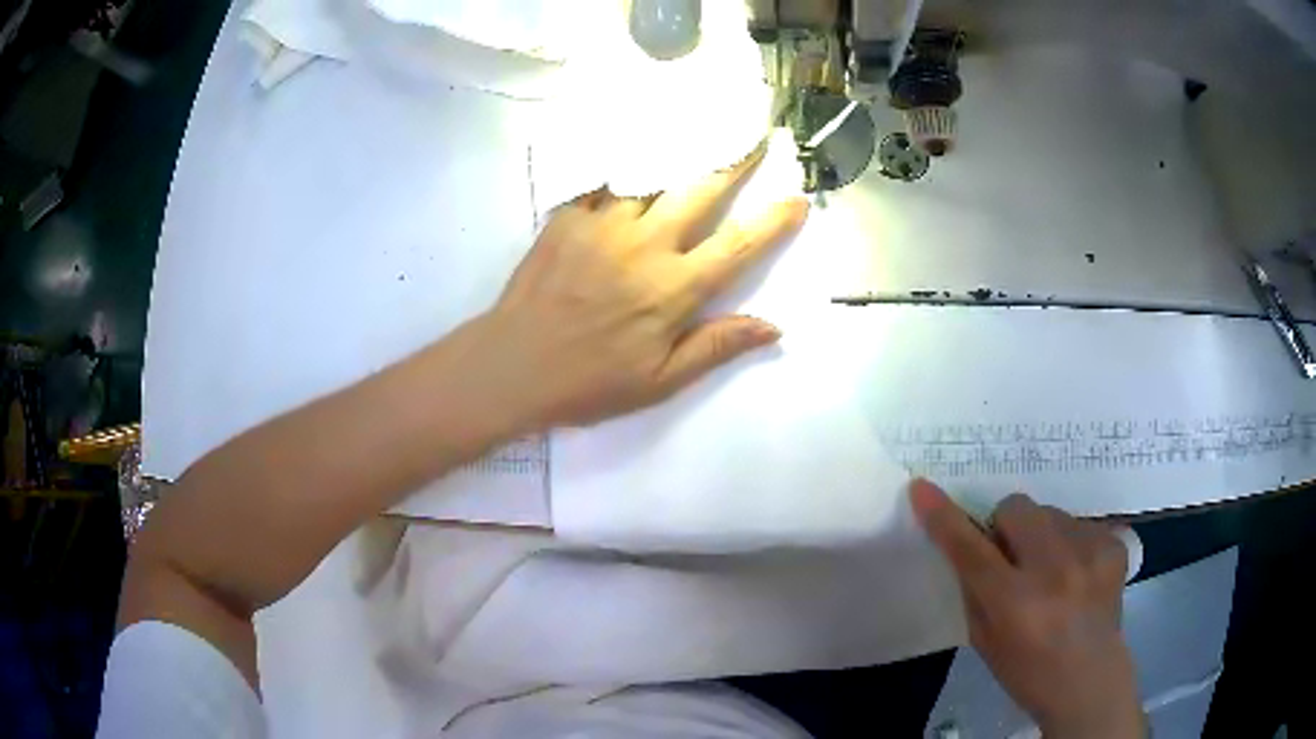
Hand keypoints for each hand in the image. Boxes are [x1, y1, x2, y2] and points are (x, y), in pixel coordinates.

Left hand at [477, 145, 808, 428]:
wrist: (512, 365)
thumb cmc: (589, 381)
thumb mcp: (660, 380)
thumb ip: (717, 346)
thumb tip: (773, 326)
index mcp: (674, 288)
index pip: (738, 246)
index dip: (773, 221)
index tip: (796, 198)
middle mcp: (646, 244)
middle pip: (700, 192)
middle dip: (733, 163)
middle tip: (752, 138)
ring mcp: (604, 224)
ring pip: (653, 176)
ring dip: (680, 156)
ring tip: (699, 133)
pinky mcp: (568, 217)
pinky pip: (604, 182)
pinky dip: (625, 168)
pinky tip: (634, 152)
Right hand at [911, 480, 1144, 738]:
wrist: (1090, 681)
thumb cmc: (1028, 672)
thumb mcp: (985, 642)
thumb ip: (974, 590)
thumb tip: (968, 543)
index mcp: (1015, 604)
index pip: (971, 550)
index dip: (944, 517)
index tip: (923, 488)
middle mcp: (1055, 571)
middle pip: (1017, 508)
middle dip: (1006, 526)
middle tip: (1013, 558)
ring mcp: (1090, 553)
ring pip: (1050, 512)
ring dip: (1041, 536)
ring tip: (1053, 572)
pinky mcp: (1114, 545)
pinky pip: (1079, 523)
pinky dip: (1070, 543)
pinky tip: (1077, 575)